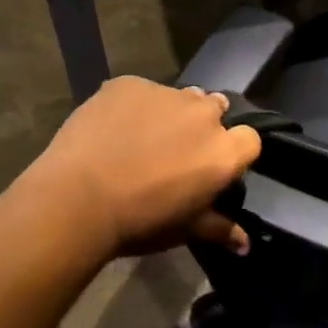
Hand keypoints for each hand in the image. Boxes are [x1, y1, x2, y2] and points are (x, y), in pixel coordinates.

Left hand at [14, 77, 261, 259]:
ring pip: (179, 96)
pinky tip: (113, 128)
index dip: (234, 151)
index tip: (213, 166)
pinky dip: (133, 106)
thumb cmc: (139, 221)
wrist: (78, 198)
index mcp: (222, 151)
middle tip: (176, 151)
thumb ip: (218, 228)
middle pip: (215, 109)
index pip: (249, 139)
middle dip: (202, 125)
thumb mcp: (183, 230)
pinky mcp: (130, 83)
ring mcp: (165, 93)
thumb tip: (245, 244)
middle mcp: (202, 114)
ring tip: (143, 137)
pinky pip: (140, 91)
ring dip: (171, 112)